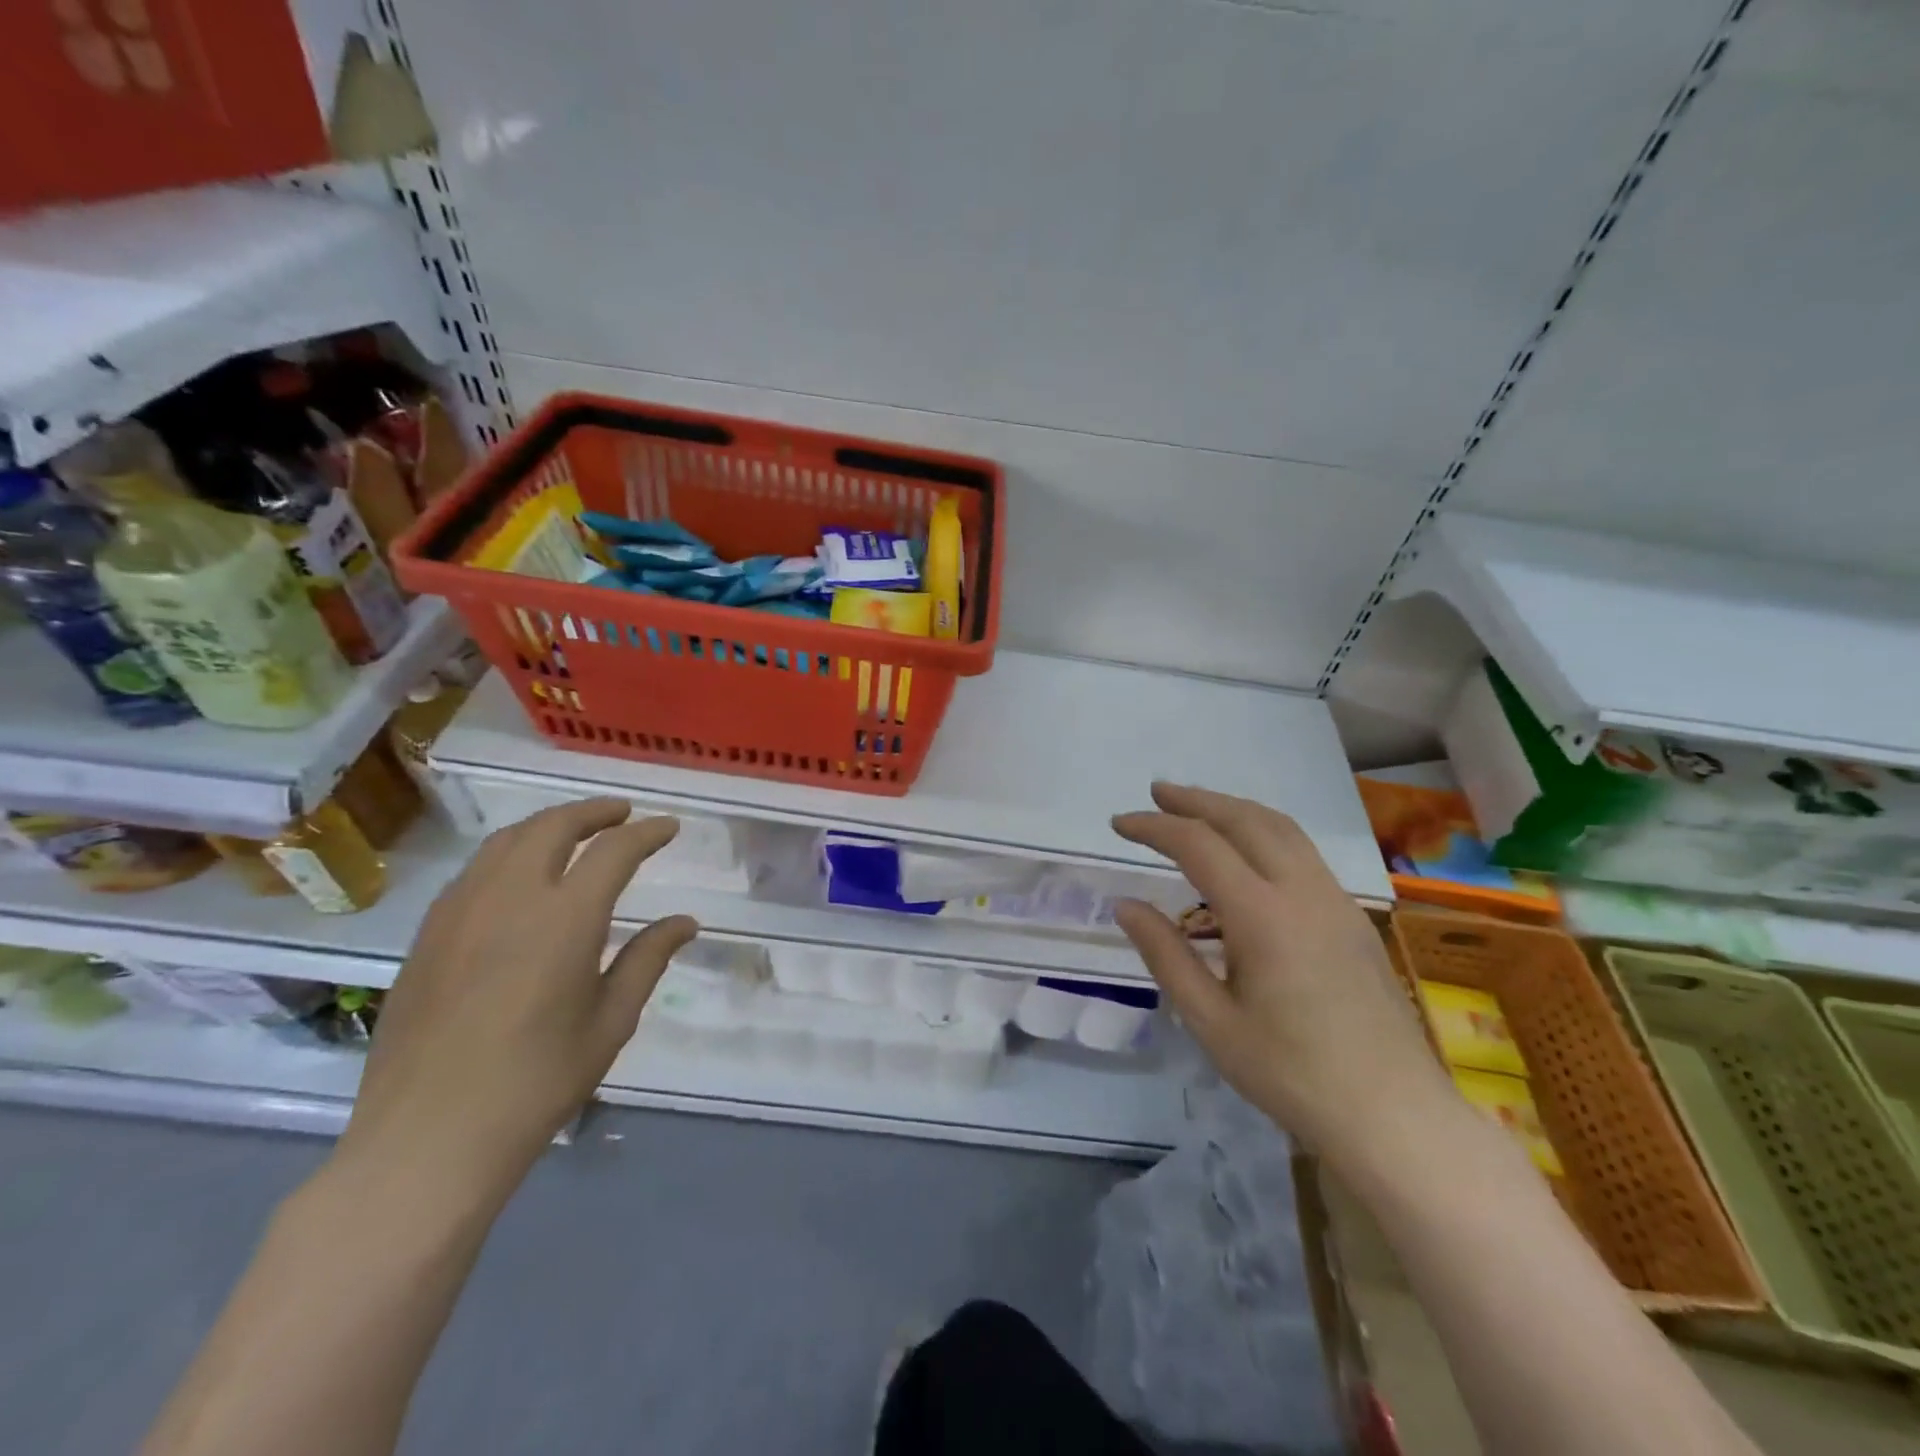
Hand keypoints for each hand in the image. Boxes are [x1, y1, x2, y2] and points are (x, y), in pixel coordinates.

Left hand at [338, 799, 698, 1201]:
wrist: (426, 1141)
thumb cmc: (536, 1084)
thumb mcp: (611, 1022)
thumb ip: (647, 959)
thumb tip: (685, 922)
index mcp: (565, 919)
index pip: (614, 851)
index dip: (647, 833)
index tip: (668, 828)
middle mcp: (510, 899)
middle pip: (553, 827)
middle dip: (593, 812)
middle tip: (622, 815)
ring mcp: (460, 913)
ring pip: (506, 841)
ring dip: (548, 825)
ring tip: (575, 832)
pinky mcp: (428, 936)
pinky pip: (474, 871)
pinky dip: (509, 853)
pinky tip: (520, 876)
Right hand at [1112, 783, 1448, 1168]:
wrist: (1394, 1116)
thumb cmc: (1291, 1075)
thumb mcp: (1211, 1022)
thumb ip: (1165, 955)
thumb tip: (1125, 905)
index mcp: (1262, 916)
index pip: (1199, 845)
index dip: (1155, 826)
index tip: (1119, 823)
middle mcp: (1302, 892)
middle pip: (1244, 819)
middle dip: (1195, 800)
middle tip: (1155, 793)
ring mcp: (1335, 900)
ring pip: (1281, 828)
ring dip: (1233, 809)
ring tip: (1196, 808)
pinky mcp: (1352, 916)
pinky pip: (1302, 851)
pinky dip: (1263, 831)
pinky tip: (1247, 852)